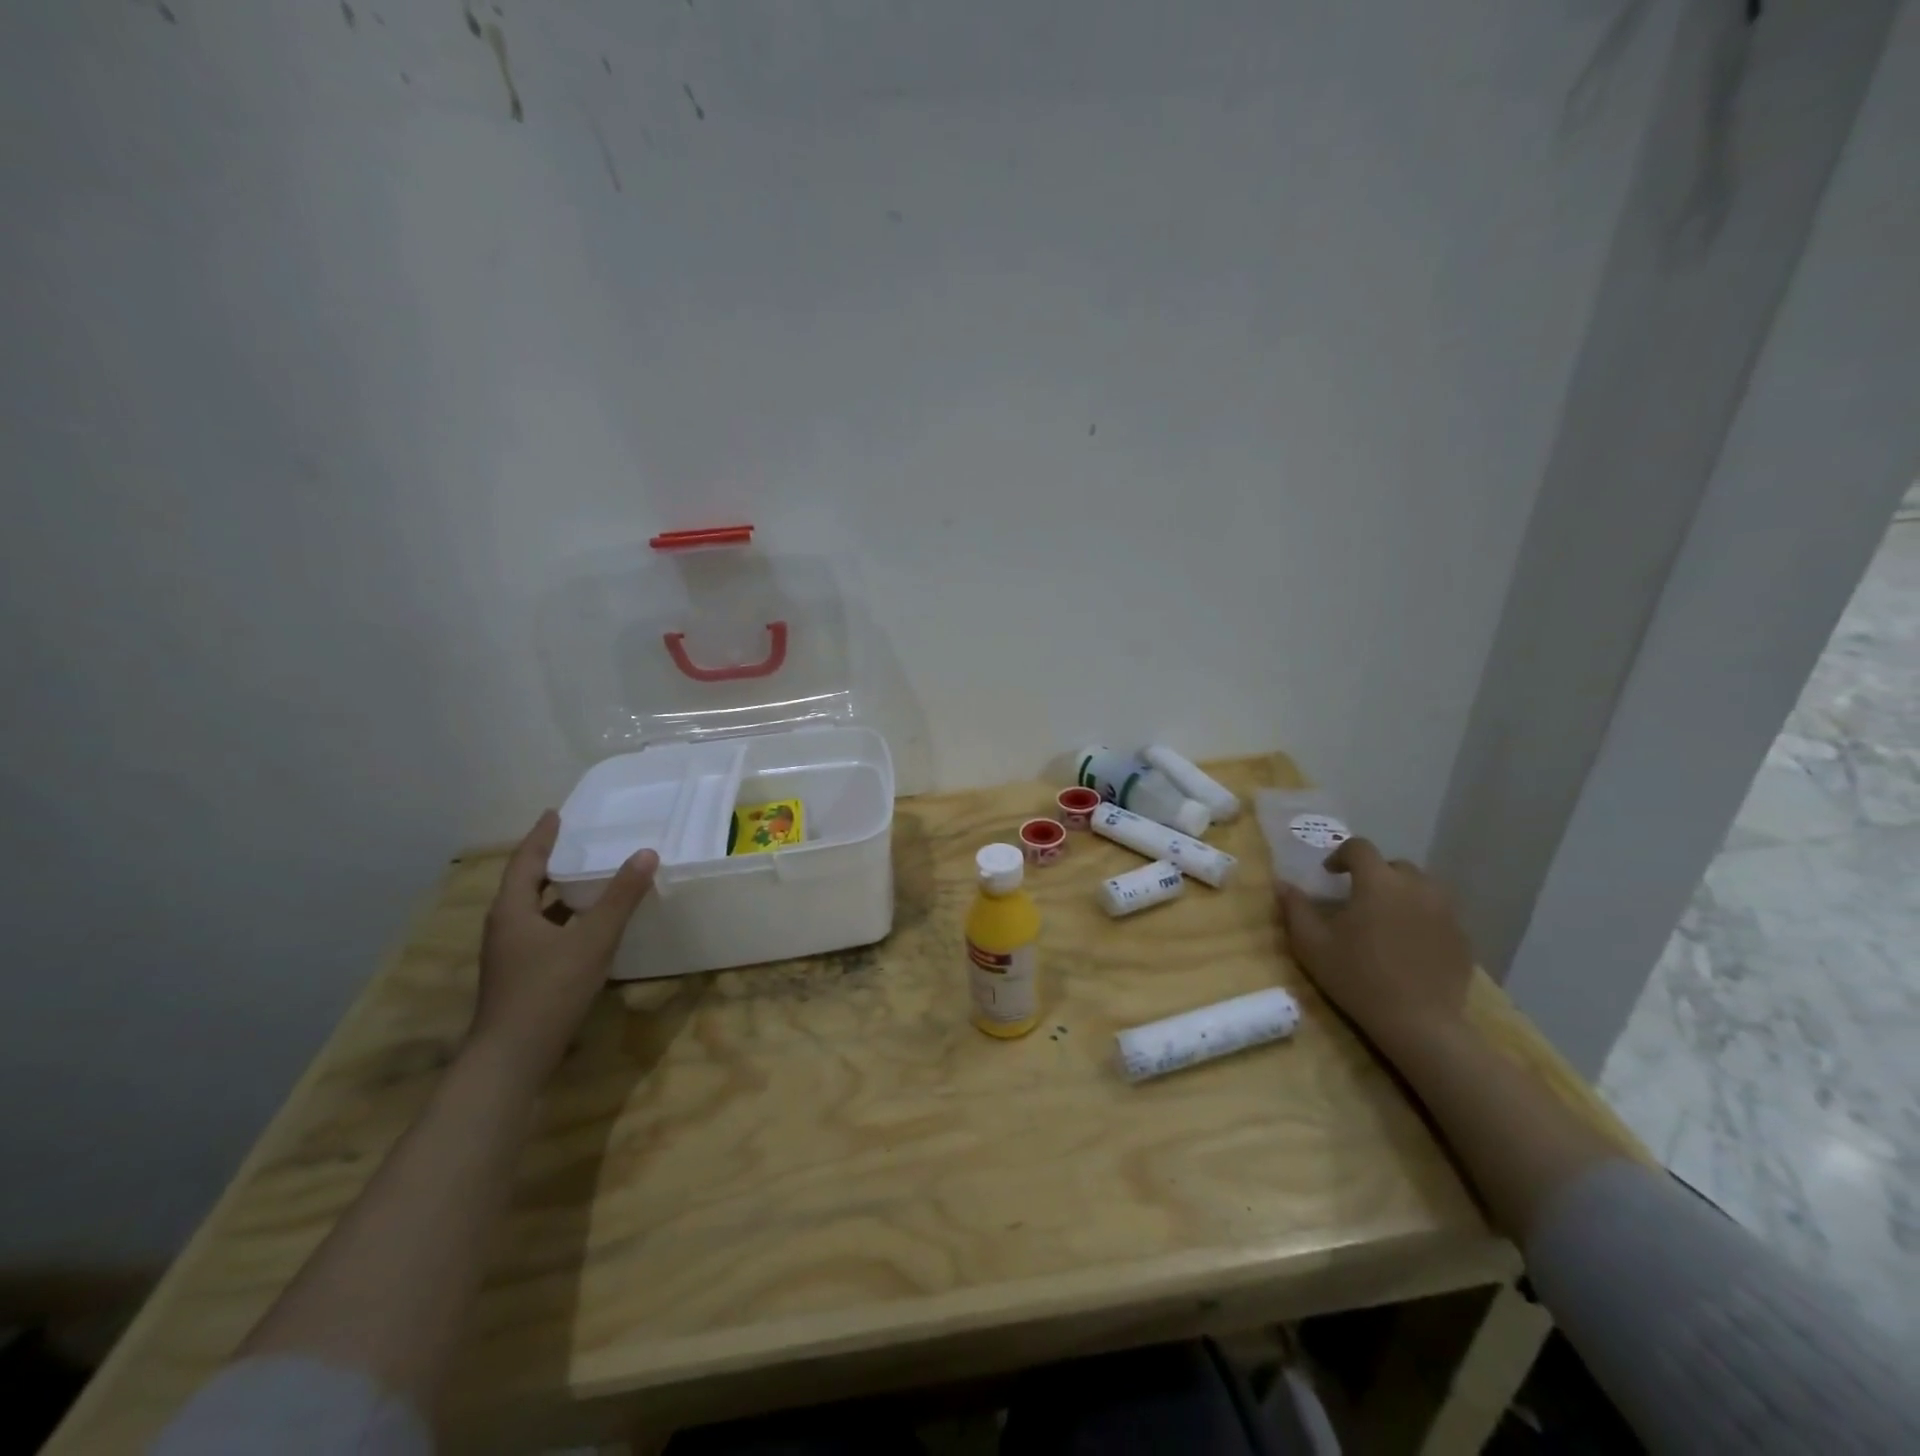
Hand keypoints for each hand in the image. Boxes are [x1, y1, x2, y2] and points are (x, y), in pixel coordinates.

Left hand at [468, 810, 658, 1083]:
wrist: (512, 1059)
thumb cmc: (548, 991)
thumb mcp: (592, 940)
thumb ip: (620, 898)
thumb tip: (646, 853)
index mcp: (512, 911)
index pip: (526, 861)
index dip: (541, 836)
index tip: (555, 813)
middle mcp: (505, 928)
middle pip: (525, 884)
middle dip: (549, 861)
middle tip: (576, 841)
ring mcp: (510, 955)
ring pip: (534, 911)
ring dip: (557, 892)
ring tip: (586, 877)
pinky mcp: (520, 977)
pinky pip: (542, 933)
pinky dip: (563, 920)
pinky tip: (587, 927)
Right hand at [1278, 837, 1473, 1061]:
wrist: (1418, 1023)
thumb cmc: (1357, 977)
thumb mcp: (1311, 944)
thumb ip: (1295, 908)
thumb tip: (1282, 884)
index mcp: (1378, 882)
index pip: (1360, 848)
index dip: (1341, 855)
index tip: (1329, 874)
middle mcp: (1416, 887)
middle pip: (1394, 866)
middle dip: (1374, 875)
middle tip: (1358, 899)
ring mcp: (1446, 912)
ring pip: (1422, 887)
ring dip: (1401, 893)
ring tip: (1386, 918)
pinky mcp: (1462, 937)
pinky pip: (1439, 914)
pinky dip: (1422, 918)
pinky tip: (1409, 944)